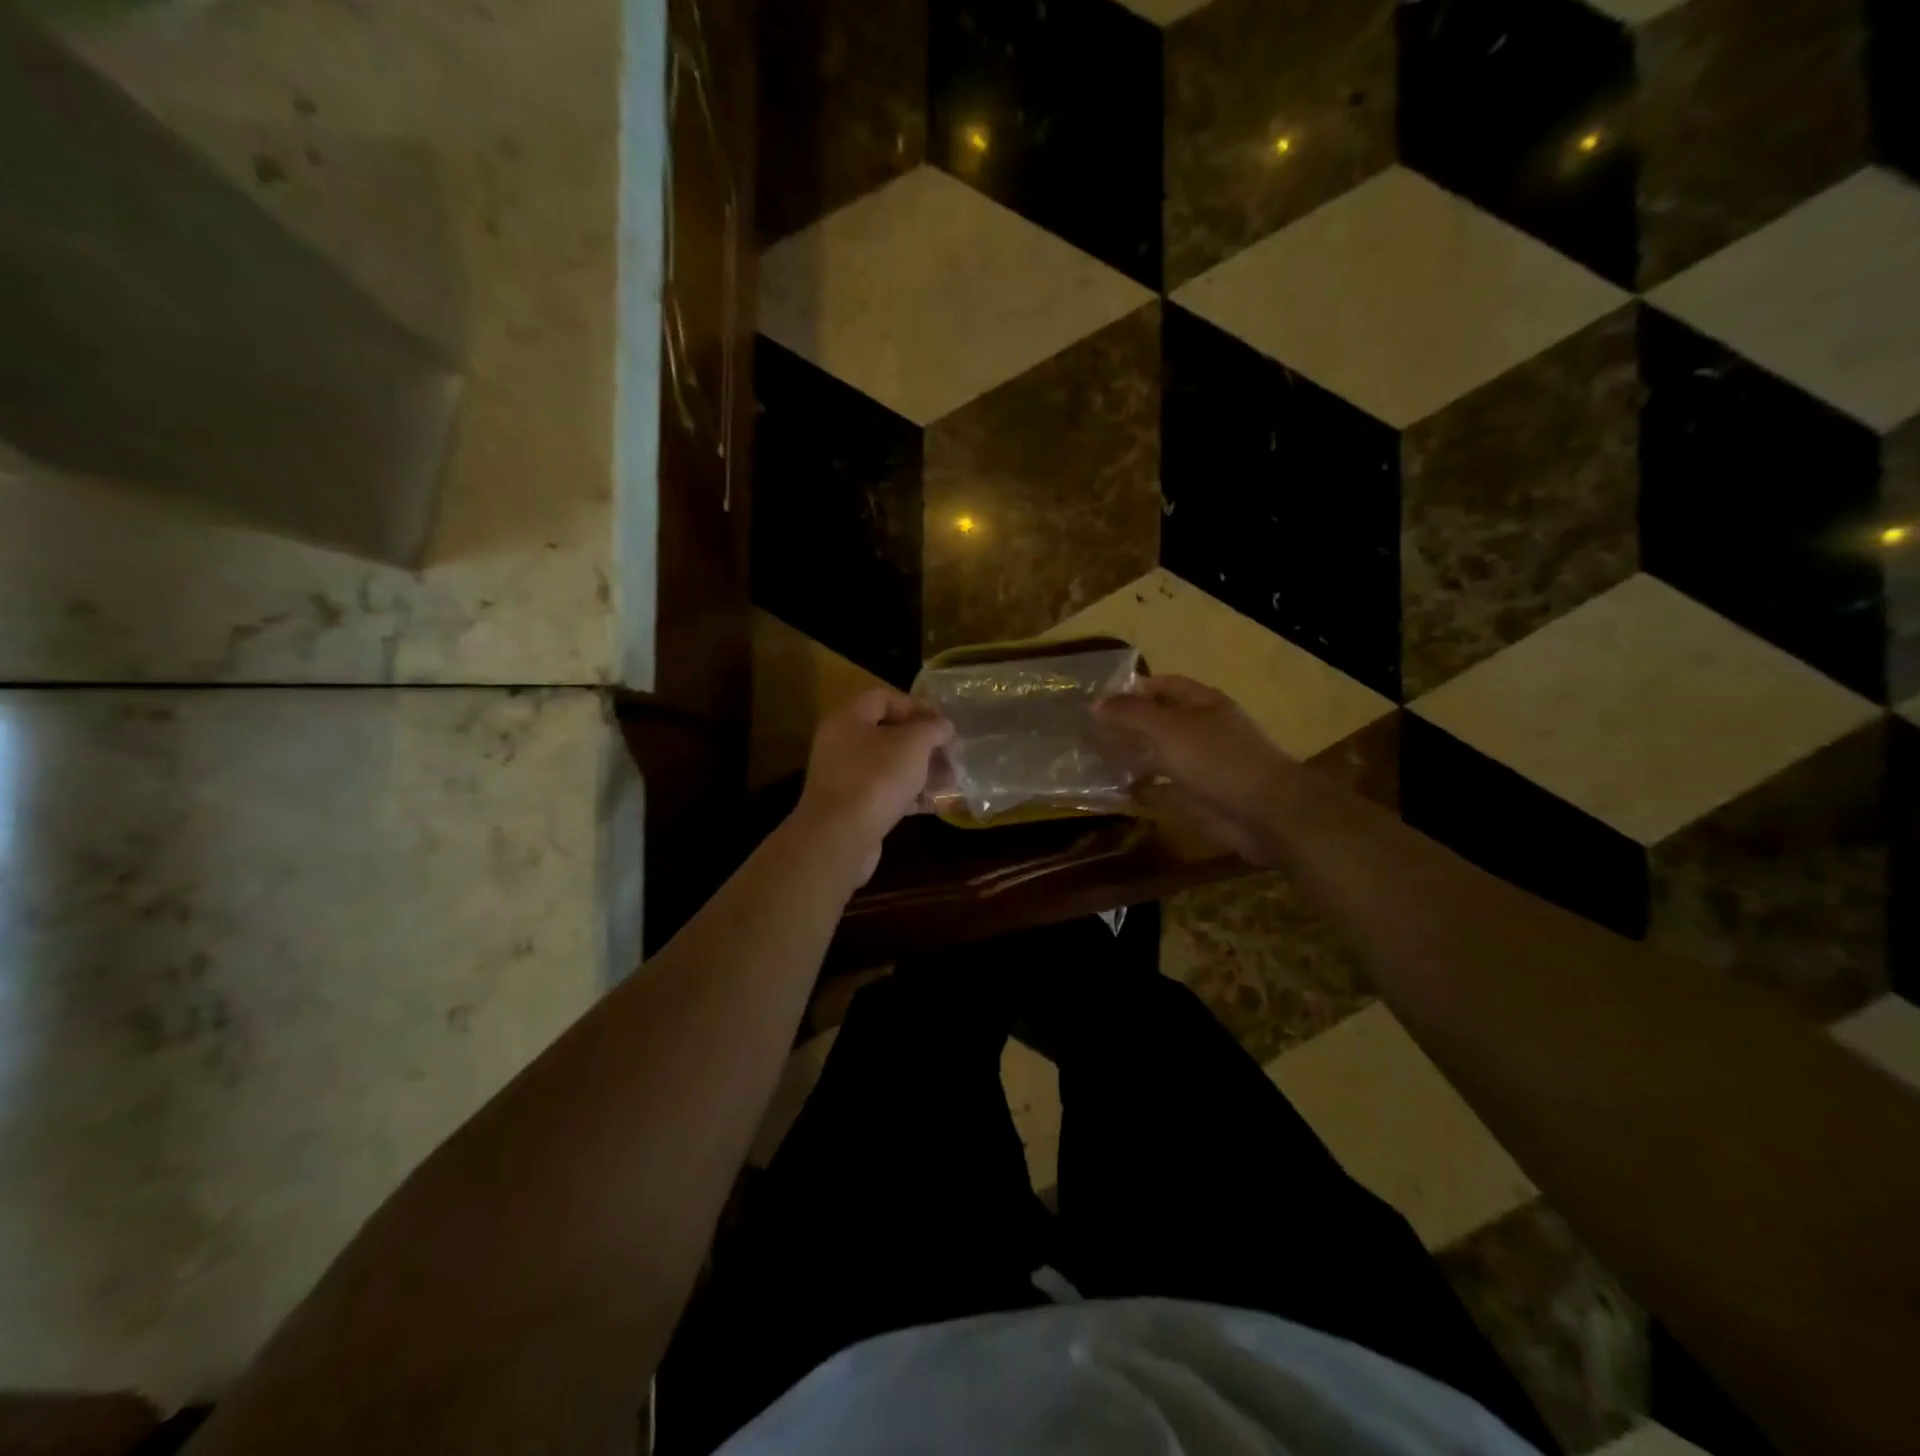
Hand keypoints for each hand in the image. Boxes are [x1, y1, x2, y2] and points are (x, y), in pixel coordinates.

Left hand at [793, 688, 953, 880]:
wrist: (839, 838)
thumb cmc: (876, 779)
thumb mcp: (913, 744)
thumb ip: (932, 728)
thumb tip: (943, 725)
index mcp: (848, 719)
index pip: (882, 697)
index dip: (915, 705)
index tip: (942, 722)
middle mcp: (840, 744)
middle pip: (887, 733)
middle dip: (923, 743)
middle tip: (950, 754)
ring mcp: (843, 778)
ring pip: (888, 765)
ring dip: (920, 770)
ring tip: (950, 780)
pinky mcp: (851, 808)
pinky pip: (884, 793)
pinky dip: (909, 795)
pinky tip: (934, 803)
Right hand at [1094, 675, 1299, 865]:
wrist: (1267, 813)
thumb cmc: (1218, 760)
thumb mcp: (1169, 729)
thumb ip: (1131, 714)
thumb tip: (1095, 703)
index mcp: (1203, 703)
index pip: (1163, 686)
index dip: (1132, 690)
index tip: (1097, 701)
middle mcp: (1204, 730)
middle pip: (1161, 721)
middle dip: (1128, 725)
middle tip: (1088, 733)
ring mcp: (1205, 766)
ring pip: (1162, 756)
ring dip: (1134, 758)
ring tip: (1096, 761)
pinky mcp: (1202, 799)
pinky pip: (1167, 791)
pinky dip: (1145, 791)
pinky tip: (1119, 793)